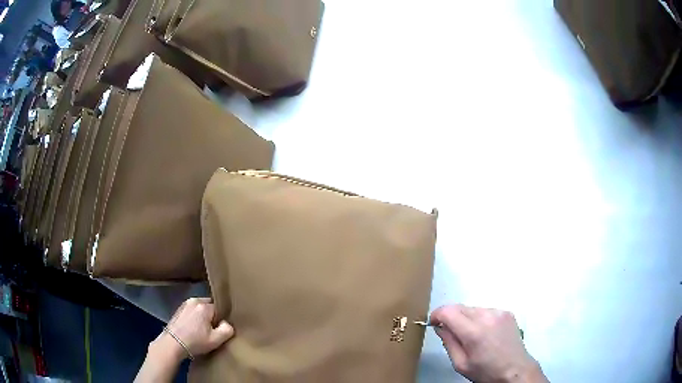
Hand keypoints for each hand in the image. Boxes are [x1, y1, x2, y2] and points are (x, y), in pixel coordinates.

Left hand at [161, 297, 233, 359]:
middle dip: (212, 317)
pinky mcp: (178, 310)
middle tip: (212, 330)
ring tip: (202, 330)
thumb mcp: (216, 340)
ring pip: (199, 309)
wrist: (172, 344)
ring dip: (202, 317)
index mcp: (204, 306)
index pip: (219, 308)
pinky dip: (194, 318)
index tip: (219, 329)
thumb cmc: (195, 341)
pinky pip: (191, 311)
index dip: (221, 319)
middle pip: (209, 307)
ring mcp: (184, 304)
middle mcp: (194, 300)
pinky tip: (193, 329)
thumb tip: (226, 323)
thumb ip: (227, 329)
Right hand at [430, 305, 547, 382]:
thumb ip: (448, 342)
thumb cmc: (486, 371)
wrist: (515, 369)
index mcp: (474, 332)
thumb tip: (440, 327)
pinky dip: (480, 318)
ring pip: (473, 308)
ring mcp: (499, 312)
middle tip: (451, 333)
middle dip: (451, 317)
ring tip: (471, 335)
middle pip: (460, 307)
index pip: (448, 311)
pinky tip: (485, 333)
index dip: (436, 315)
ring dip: (466, 318)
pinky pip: (486, 311)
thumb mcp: (461, 364)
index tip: (433, 323)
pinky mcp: (507, 312)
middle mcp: (487, 316)